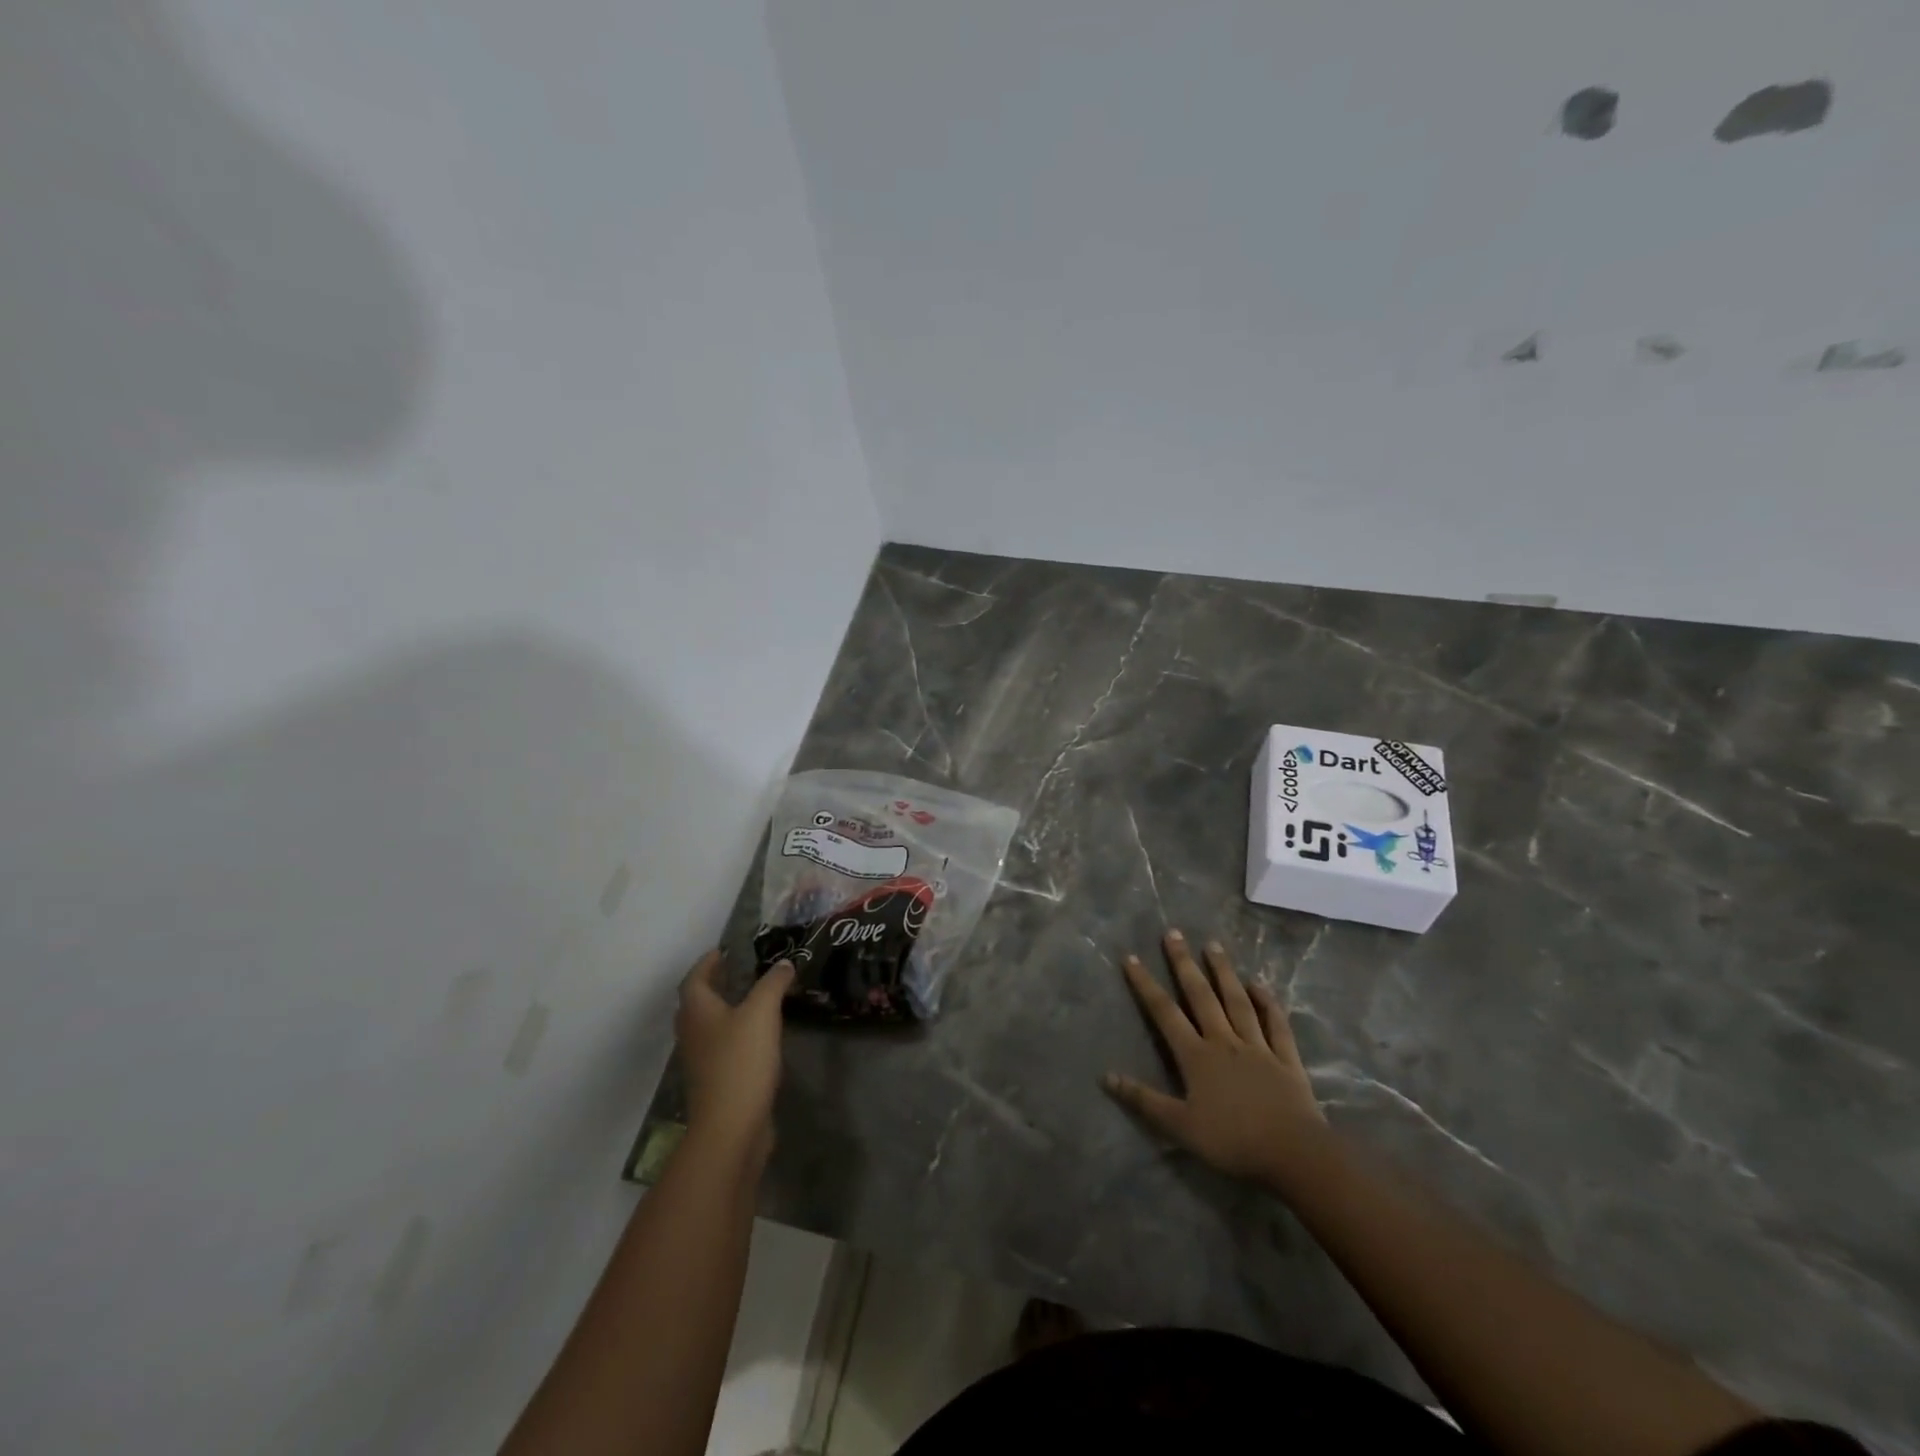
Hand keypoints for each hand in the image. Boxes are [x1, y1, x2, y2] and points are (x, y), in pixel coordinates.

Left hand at [676, 952, 793, 1161]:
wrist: (730, 1128)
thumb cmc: (741, 1061)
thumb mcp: (762, 1013)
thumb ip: (773, 984)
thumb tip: (783, 963)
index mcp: (697, 1011)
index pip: (695, 978)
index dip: (708, 962)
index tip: (725, 951)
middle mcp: (692, 1033)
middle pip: (696, 1003)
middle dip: (714, 985)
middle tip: (739, 973)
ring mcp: (701, 1061)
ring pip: (708, 1027)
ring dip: (724, 1011)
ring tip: (753, 1001)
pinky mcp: (714, 1082)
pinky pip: (720, 1048)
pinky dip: (734, 1035)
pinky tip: (758, 1038)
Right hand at [1104, 929, 1326, 1184]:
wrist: (1293, 1153)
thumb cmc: (1232, 1141)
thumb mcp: (1180, 1126)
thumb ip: (1144, 1100)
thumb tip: (1106, 1076)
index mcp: (1196, 1056)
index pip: (1165, 1012)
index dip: (1146, 984)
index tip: (1132, 957)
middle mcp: (1224, 1041)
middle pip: (1201, 996)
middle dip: (1184, 964)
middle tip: (1174, 933)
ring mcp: (1257, 1046)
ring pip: (1237, 1001)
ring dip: (1223, 972)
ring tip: (1213, 945)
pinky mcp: (1285, 1058)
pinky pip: (1275, 1023)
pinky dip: (1267, 1002)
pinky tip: (1260, 984)